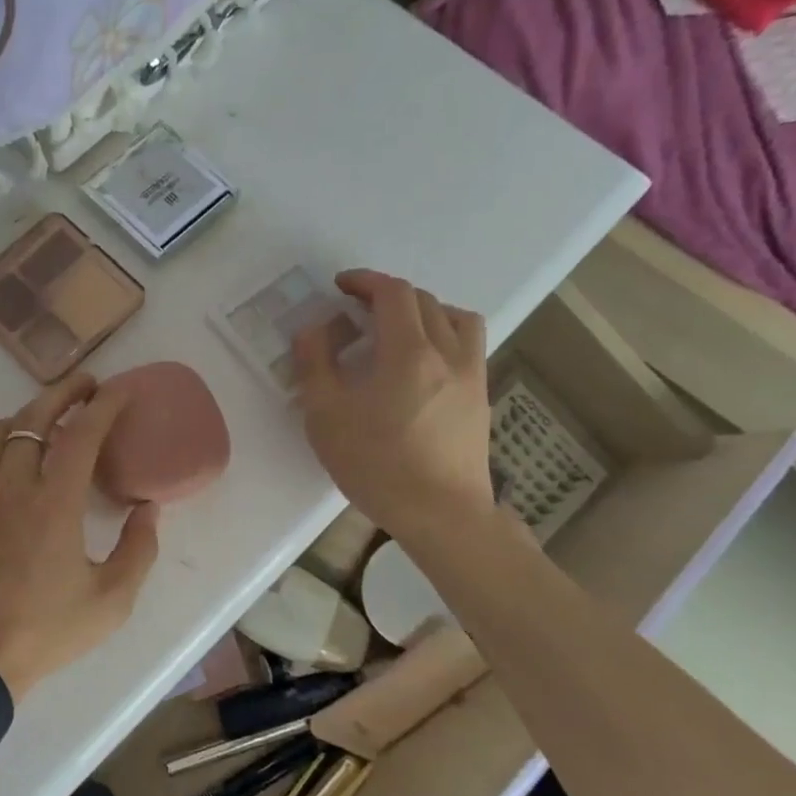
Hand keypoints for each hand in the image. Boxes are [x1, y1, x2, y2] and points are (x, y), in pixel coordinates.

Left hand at [0, 374, 160, 702]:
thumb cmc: (46, 631)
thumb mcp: (111, 600)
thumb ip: (138, 549)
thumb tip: (148, 508)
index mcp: (53, 504)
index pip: (81, 434)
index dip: (104, 404)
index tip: (120, 388)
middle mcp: (11, 487)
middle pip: (33, 416)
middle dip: (63, 392)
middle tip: (87, 387)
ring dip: (27, 416)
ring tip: (49, 422)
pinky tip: (11, 463)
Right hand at [293, 270, 495, 549]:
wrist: (441, 514)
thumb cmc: (377, 466)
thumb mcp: (326, 416)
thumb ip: (315, 364)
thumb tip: (314, 328)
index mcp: (409, 352)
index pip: (393, 293)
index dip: (365, 281)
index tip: (341, 286)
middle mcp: (448, 353)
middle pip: (424, 301)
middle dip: (387, 294)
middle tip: (357, 309)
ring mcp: (472, 374)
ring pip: (456, 318)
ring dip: (424, 310)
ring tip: (398, 328)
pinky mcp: (481, 396)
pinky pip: (467, 345)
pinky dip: (443, 334)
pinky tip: (422, 362)